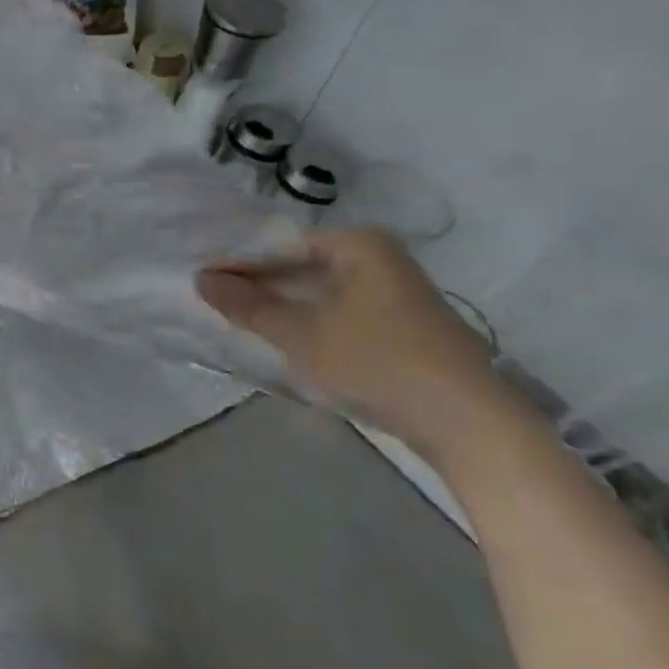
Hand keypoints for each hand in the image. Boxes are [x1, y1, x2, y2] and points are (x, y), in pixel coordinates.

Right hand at [199, 228, 524, 463]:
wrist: (467, 423)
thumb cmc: (377, 361)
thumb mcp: (301, 334)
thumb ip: (248, 306)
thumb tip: (201, 279)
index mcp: (359, 245)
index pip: (282, 245)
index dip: (240, 263)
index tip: (203, 281)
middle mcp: (379, 259)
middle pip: (301, 266)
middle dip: (259, 285)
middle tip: (213, 300)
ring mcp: (393, 294)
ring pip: (318, 292)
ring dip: (280, 306)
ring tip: (237, 319)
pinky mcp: (399, 327)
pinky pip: (337, 313)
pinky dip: (307, 322)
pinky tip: (280, 339)